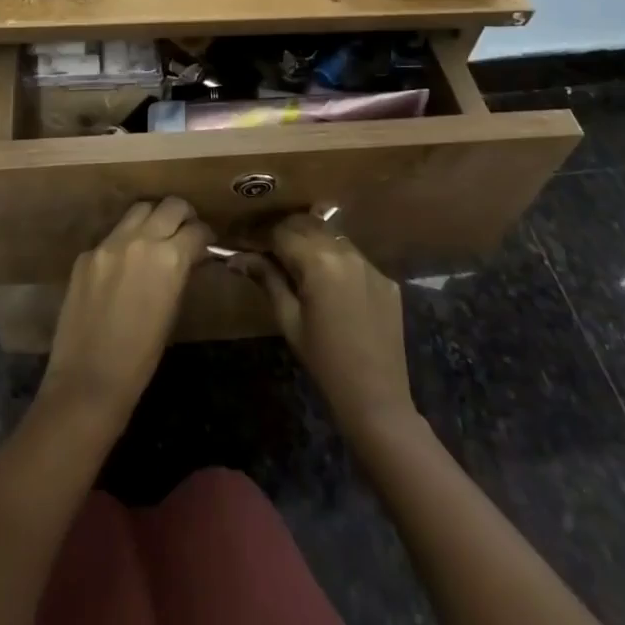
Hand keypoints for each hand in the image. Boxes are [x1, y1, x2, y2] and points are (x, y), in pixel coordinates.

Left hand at [41, 198, 210, 421]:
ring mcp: (109, 243)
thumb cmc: (141, 358)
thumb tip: (188, 257)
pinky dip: (125, 241)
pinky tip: (124, 263)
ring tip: (156, 236)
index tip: (206, 244)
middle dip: (183, 215)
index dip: (205, 236)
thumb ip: (180, 274)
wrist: (88, 380)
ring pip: (139, 210)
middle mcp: (140, 240)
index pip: (196, 230)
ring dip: (153, 218)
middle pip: (170, 205)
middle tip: (185, 230)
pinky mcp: (86, 254)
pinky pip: (112, 235)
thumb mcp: (172, 311)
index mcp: (169, 259)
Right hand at [236, 215, 414, 437]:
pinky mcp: (386, 279)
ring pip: (332, 236)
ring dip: (311, 240)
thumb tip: (237, 257)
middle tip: (266, 247)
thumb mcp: (288, 320)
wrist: (376, 399)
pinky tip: (328, 281)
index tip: (246, 242)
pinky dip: (335, 260)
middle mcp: (346, 252)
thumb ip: (267, 279)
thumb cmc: (324, 362)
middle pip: (308, 225)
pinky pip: (354, 257)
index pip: (282, 231)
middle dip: (285, 231)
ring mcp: (370, 264)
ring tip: (295, 260)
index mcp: (318, 262)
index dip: (261, 235)